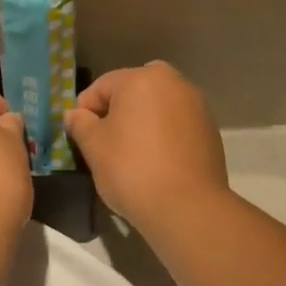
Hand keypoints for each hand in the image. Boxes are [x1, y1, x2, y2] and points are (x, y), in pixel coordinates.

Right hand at [63, 62, 227, 232]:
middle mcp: (174, 82)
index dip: (85, 110)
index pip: (102, 86)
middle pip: (134, 90)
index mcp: (142, 78)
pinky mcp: (210, 130)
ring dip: (142, 121)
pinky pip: (176, 124)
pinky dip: (163, 134)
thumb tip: (75, 114)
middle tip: (106, 141)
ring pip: (158, 106)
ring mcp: (197, 105)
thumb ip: (80, 124)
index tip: (81, 137)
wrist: (187, 207)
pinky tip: (156, 161)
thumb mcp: (94, 147)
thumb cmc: (132, 169)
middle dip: (117, 110)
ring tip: (132, 153)